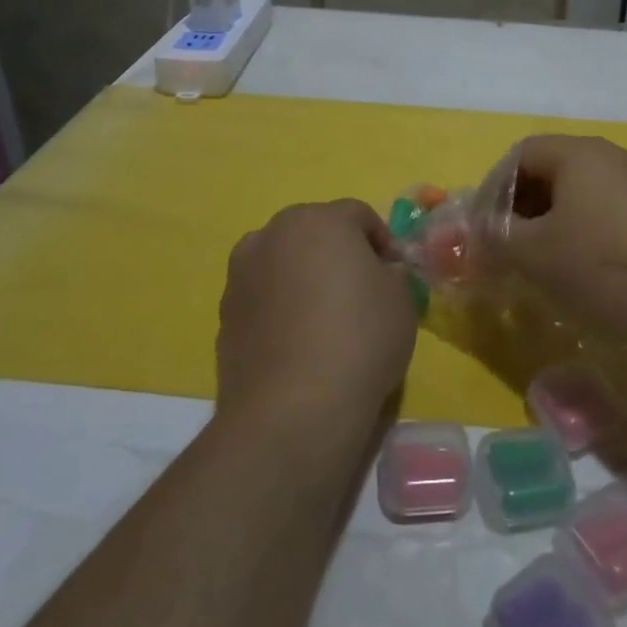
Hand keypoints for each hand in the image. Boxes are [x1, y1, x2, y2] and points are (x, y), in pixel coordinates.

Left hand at [215, 200, 416, 448]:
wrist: (292, 411)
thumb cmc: (359, 340)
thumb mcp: (402, 300)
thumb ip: (393, 273)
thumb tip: (381, 272)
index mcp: (318, 219)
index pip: (358, 215)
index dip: (381, 240)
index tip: (393, 274)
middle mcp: (272, 234)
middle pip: (314, 233)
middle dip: (338, 253)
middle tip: (360, 292)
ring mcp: (241, 274)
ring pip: (283, 262)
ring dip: (303, 277)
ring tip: (324, 320)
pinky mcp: (224, 314)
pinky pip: (263, 297)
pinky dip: (281, 307)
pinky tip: (298, 344)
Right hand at [490, 136, 626, 346]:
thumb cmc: (601, 265)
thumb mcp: (533, 254)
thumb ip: (496, 236)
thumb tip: (477, 231)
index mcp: (578, 153)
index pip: (521, 154)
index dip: (494, 188)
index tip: (485, 227)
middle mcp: (611, 157)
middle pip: (551, 171)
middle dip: (522, 207)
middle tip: (508, 247)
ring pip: (580, 195)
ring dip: (552, 223)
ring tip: (542, 264)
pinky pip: (608, 213)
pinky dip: (585, 234)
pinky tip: (584, 272)